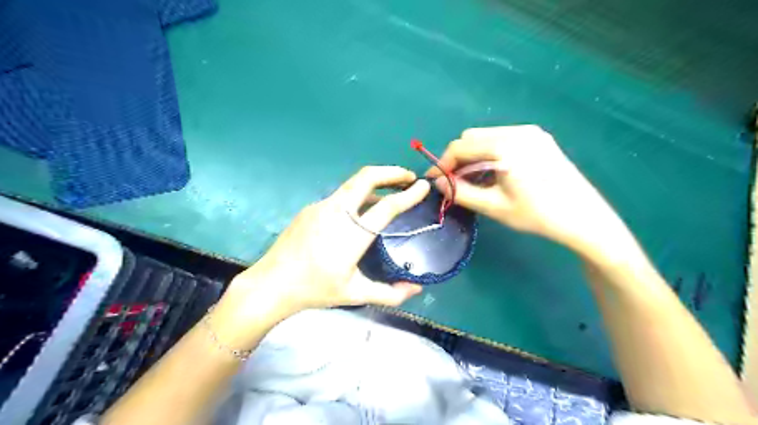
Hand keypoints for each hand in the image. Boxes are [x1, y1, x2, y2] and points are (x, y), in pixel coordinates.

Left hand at [214, 166, 425, 342]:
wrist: (271, 284)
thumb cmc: (315, 290)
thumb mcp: (355, 294)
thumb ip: (390, 294)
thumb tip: (416, 289)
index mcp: (352, 235)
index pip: (387, 207)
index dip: (409, 195)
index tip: (424, 186)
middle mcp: (337, 213)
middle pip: (366, 177)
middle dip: (391, 172)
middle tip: (409, 176)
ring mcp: (321, 206)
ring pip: (353, 184)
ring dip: (376, 182)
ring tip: (391, 190)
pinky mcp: (311, 208)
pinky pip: (341, 196)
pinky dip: (359, 195)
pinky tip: (362, 209)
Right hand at [429, 125, 633, 260]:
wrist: (584, 218)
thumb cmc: (537, 215)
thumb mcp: (494, 207)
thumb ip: (461, 192)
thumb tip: (439, 183)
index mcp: (505, 146)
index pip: (460, 146)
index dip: (443, 163)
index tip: (435, 180)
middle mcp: (517, 131)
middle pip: (472, 138)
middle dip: (458, 159)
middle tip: (455, 183)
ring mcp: (530, 133)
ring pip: (486, 137)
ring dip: (473, 156)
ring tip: (474, 181)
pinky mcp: (539, 139)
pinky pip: (502, 140)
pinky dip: (490, 154)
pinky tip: (494, 173)